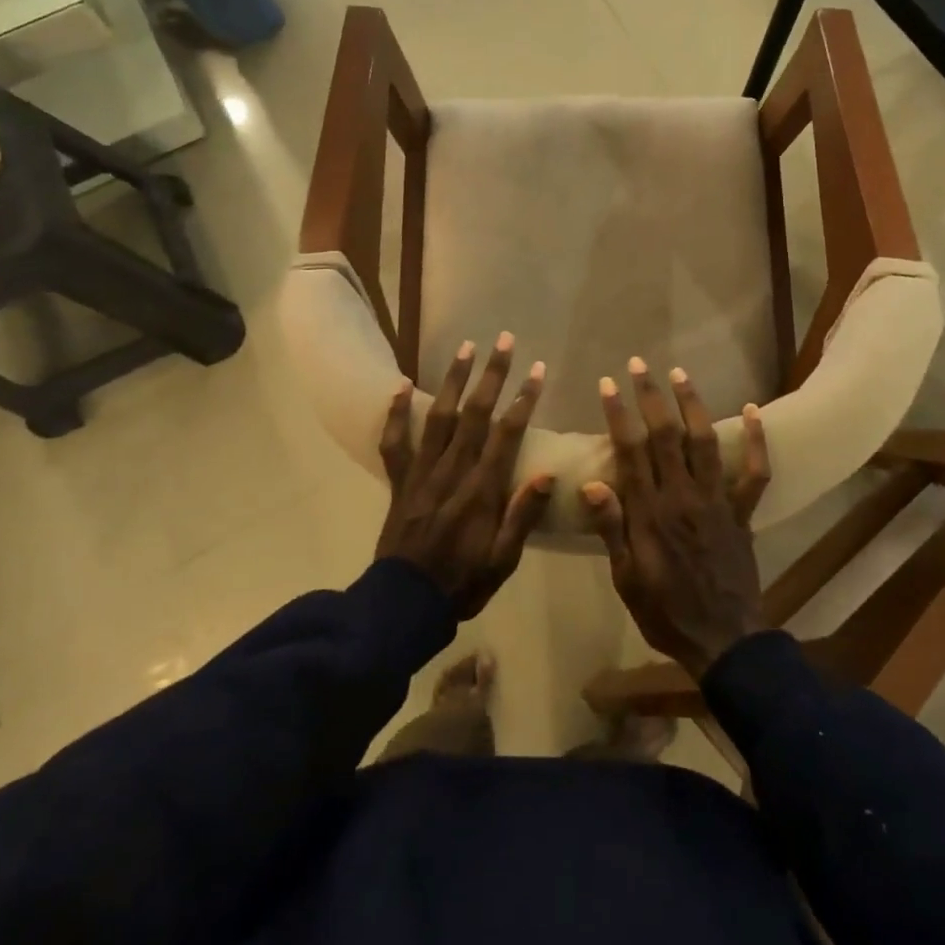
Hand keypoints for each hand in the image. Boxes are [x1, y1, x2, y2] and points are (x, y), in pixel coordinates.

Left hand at [376, 334, 552, 618]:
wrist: (405, 604)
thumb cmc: (463, 582)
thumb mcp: (503, 560)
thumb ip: (523, 515)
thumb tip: (548, 473)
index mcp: (482, 490)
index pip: (507, 434)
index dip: (524, 399)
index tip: (537, 370)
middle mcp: (452, 471)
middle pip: (475, 414)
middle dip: (492, 375)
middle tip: (503, 340)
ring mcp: (422, 473)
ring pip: (440, 417)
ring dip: (454, 380)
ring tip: (466, 347)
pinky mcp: (399, 481)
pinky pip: (395, 441)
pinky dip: (396, 412)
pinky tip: (402, 384)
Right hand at [582, 358, 771, 678]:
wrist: (722, 639)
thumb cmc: (664, 611)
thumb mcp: (626, 578)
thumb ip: (611, 528)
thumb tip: (590, 483)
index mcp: (649, 512)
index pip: (630, 451)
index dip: (619, 414)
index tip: (608, 383)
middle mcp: (683, 496)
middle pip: (666, 435)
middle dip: (651, 396)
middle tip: (638, 364)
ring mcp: (717, 500)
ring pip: (704, 442)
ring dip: (692, 404)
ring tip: (679, 373)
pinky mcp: (742, 511)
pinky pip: (755, 471)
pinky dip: (757, 439)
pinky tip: (754, 410)